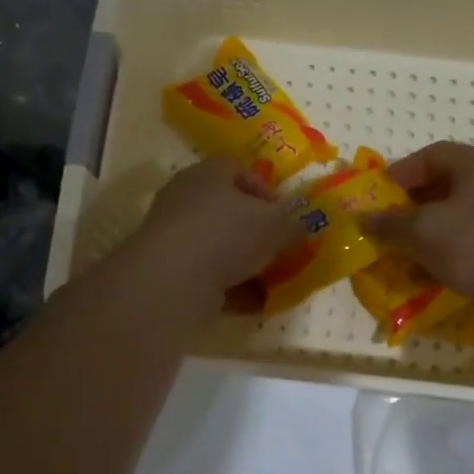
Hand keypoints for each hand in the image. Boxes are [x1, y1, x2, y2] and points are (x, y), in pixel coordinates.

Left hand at [129, 157, 303, 309]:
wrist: (172, 280)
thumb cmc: (227, 234)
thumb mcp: (275, 225)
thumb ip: (293, 224)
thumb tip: (303, 226)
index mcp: (208, 174)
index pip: (237, 170)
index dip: (265, 190)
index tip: (285, 214)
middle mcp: (186, 200)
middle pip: (227, 211)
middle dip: (257, 232)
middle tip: (281, 248)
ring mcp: (175, 238)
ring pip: (219, 247)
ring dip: (246, 263)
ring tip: (274, 280)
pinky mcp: (170, 273)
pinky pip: (209, 278)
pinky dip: (232, 289)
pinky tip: (255, 303)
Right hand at [364, 141, 473, 309]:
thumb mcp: (422, 230)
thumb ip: (390, 223)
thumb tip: (363, 218)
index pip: (434, 154)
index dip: (403, 171)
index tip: (380, 194)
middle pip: (448, 185)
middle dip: (413, 206)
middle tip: (389, 224)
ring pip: (460, 218)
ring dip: (429, 234)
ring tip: (404, 253)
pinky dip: (449, 254)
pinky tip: (429, 275)